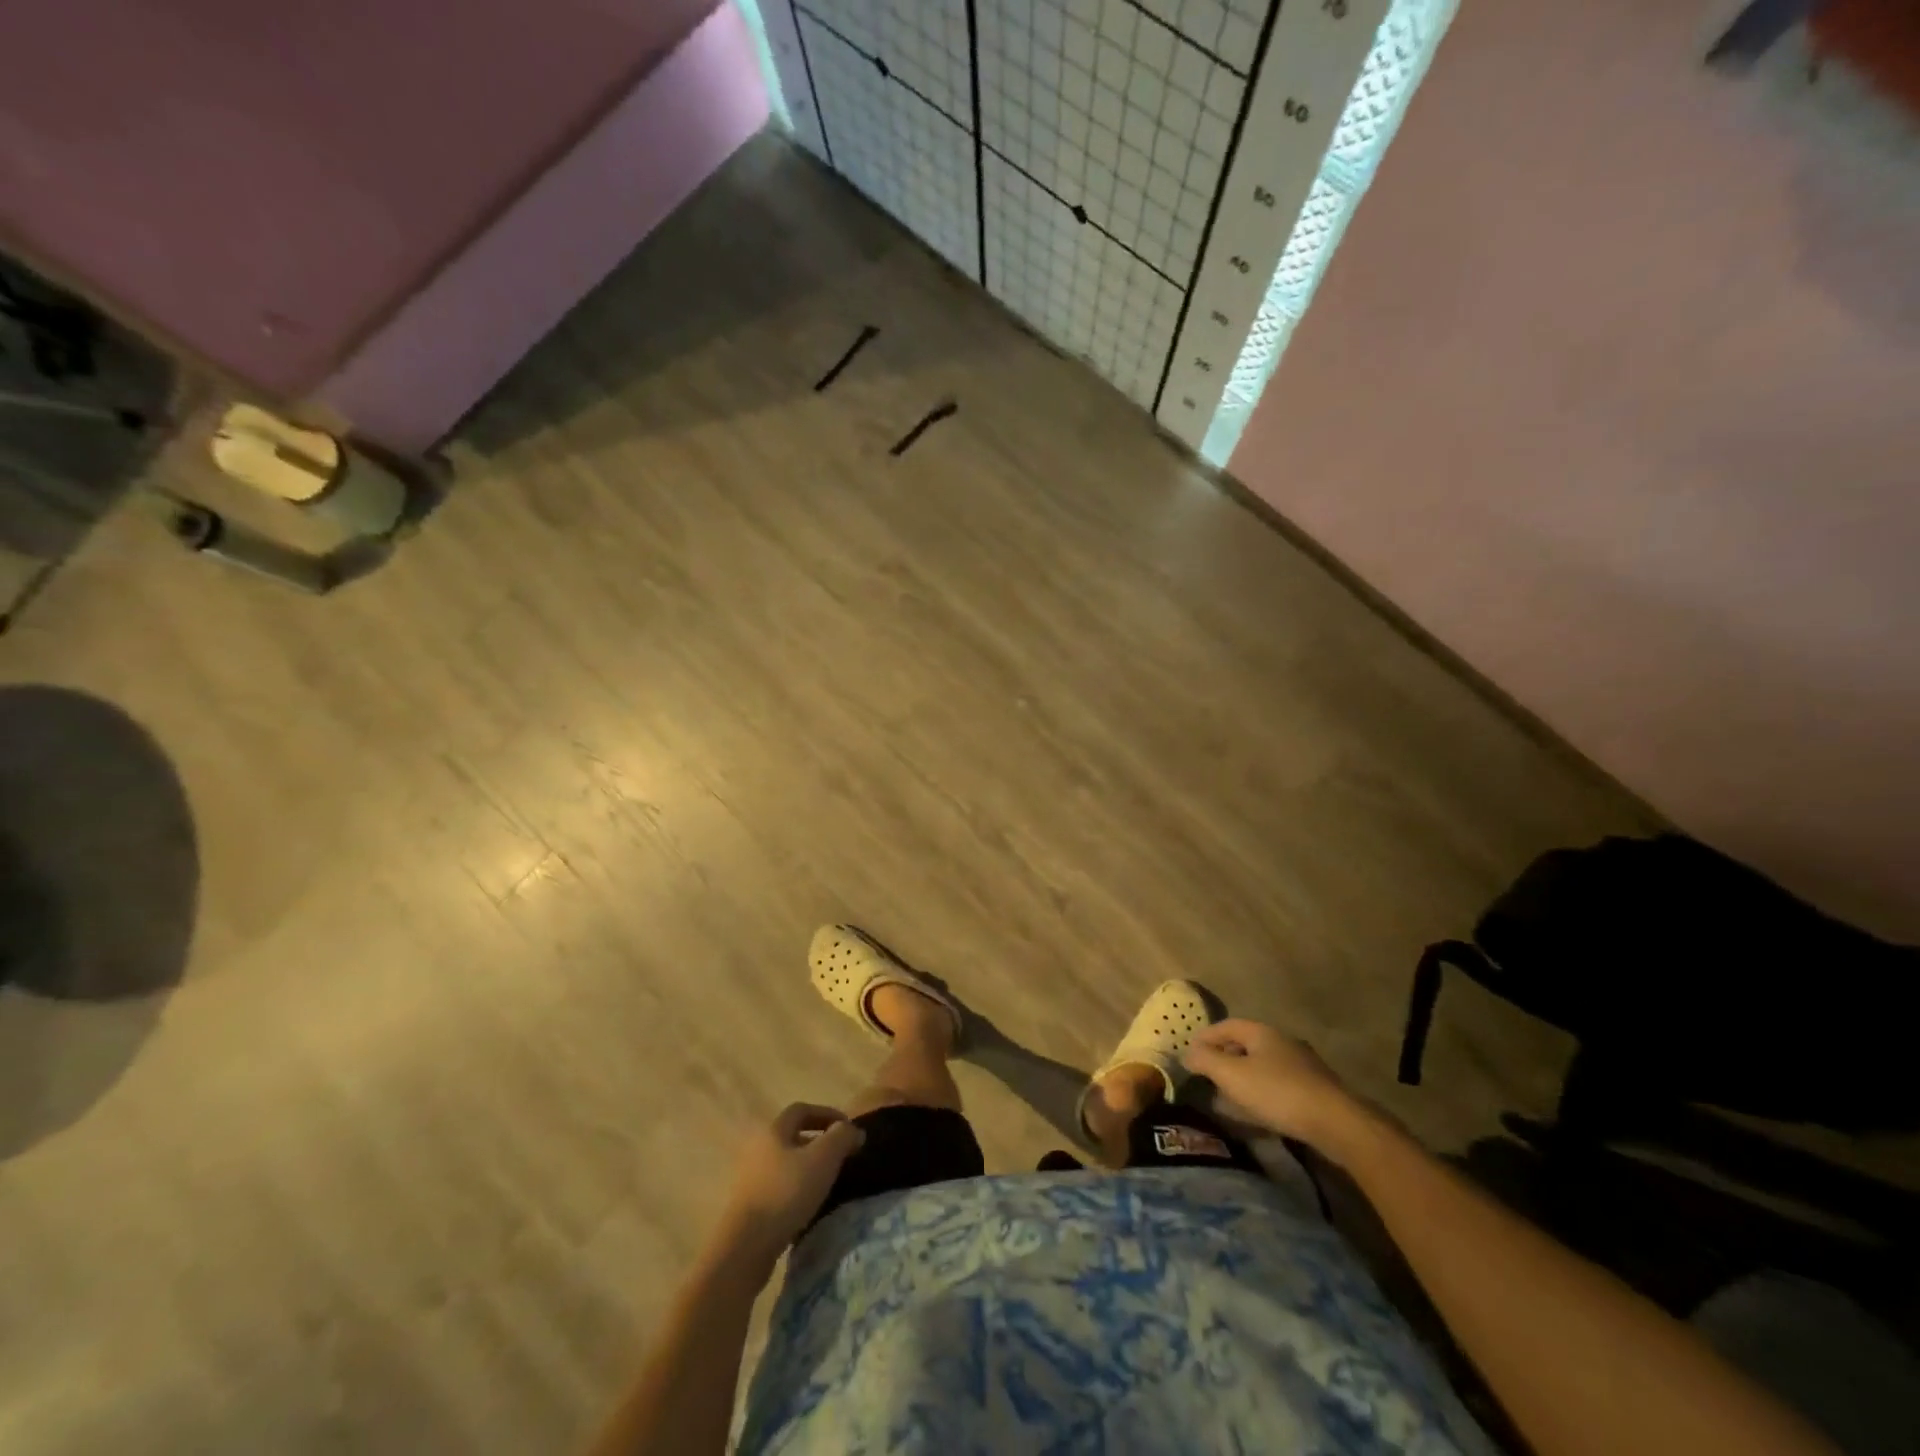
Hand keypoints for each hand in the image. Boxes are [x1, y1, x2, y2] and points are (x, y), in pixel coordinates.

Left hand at [715, 1103, 865, 1261]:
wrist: (746, 1246)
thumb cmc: (787, 1192)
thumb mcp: (823, 1159)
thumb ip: (842, 1137)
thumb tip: (854, 1130)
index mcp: (773, 1130)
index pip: (802, 1110)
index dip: (827, 1113)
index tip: (847, 1128)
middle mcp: (757, 1148)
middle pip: (792, 1136)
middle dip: (818, 1141)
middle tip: (840, 1155)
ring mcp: (750, 1178)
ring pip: (785, 1162)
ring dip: (807, 1166)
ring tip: (827, 1181)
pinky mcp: (748, 1205)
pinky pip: (778, 1186)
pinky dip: (796, 1187)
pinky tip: (808, 1204)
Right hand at [1184, 1020, 1359, 1146]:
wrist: (1336, 1123)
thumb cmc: (1277, 1092)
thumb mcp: (1232, 1075)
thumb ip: (1206, 1060)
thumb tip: (1187, 1053)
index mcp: (1261, 1032)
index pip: (1225, 1026)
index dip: (1205, 1037)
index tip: (1189, 1054)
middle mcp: (1282, 1042)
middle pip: (1245, 1044)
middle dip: (1223, 1058)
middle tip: (1206, 1075)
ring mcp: (1301, 1065)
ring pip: (1262, 1066)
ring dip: (1243, 1078)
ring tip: (1227, 1097)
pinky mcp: (1314, 1090)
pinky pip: (1278, 1084)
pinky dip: (1261, 1092)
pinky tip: (1256, 1111)